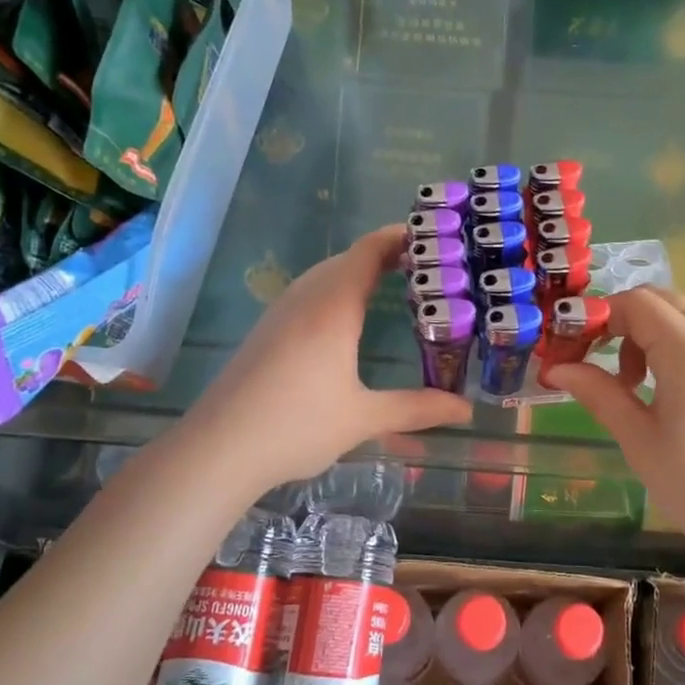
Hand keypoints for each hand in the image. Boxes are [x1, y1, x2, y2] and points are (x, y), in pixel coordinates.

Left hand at [182, 225, 470, 490]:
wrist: (218, 448)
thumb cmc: (297, 425)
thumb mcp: (364, 418)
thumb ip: (417, 409)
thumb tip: (466, 410)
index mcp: (333, 306)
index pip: (369, 250)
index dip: (400, 237)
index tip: (435, 237)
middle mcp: (306, 297)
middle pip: (350, 258)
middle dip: (387, 254)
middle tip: (430, 267)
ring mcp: (282, 311)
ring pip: (326, 274)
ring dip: (360, 271)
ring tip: (397, 285)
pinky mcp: (268, 329)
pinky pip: (310, 292)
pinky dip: (339, 289)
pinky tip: (349, 319)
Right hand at [543, 286, 684, 552]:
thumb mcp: (639, 440)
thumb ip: (597, 392)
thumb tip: (555, 368)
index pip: (634, 303)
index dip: (594, 316)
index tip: (568, 347)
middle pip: (658, 300)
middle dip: (618, 321)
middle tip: (591, 359)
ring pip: (681, 314)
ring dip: (645, 332)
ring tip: (629, 383)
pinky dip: (672, 343)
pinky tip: (663, 388)